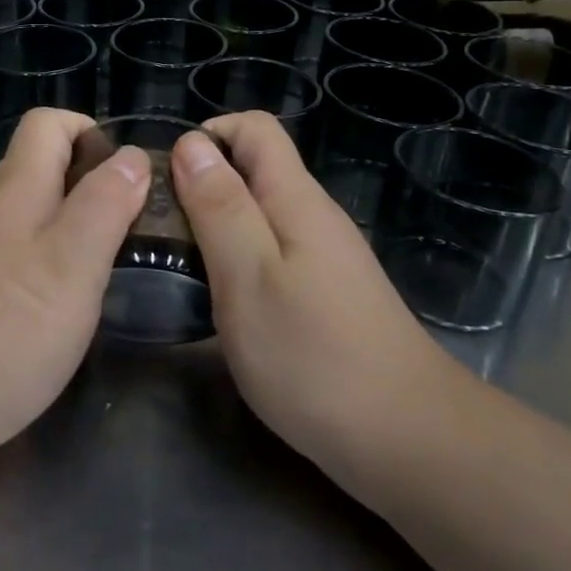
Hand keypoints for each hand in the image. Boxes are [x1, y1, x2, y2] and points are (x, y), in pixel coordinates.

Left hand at [0, 108, 148, 465]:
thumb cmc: (7, 327)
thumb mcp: (74, 261)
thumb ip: (105, 202)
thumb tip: (131, 154)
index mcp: (18, 185)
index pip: (49, 122)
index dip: (92, 132)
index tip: (130, 176)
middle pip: (46, 164)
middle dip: (96, 181)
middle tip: (137, 226)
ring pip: (40, 210)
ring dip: (82, 222)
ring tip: (118, 262)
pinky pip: (28, 250)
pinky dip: (60, 260)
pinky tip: (76, 301)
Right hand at [169, 112, 446, 475]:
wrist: (409, 442)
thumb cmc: (313, 356)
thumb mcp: (248, 276)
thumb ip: (219, 206)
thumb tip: (190, 143)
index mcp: (295, 198)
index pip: (254, 128)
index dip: (208, 136)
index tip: (168, 178)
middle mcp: (313, 216)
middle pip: (255, 169)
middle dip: (203, 184)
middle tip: (161, 229)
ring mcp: (324, 257)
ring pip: (261, 213)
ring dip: (217, 224)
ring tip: (180, 264)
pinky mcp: (327, 293)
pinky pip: (273, 251)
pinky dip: (238, 258)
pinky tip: (222, 299)